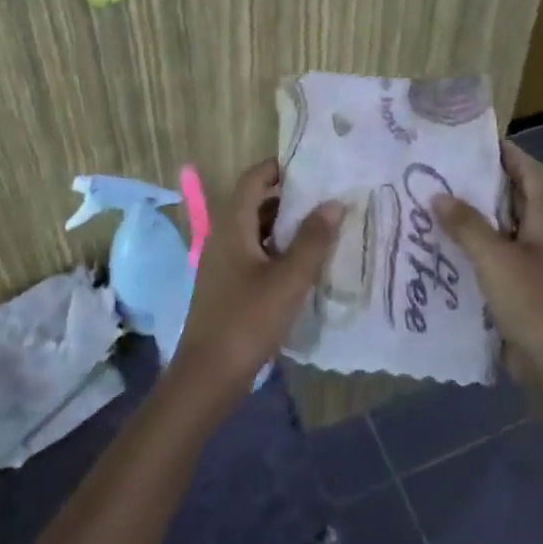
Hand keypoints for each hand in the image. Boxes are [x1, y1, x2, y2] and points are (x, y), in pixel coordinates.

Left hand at [167, 160, 343, 416]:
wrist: (208, 376)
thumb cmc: (248, 321)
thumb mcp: (289, 280)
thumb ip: (313, 240)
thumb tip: (334, 203)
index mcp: (232, 226)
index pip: (253, 179)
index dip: (280, 168)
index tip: (315, 167)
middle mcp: (223, 237)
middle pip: (255, 202)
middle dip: (289, 196)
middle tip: (328, 196)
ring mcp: (223, 263)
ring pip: (256, 229)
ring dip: (286, 225)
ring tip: (324, 226)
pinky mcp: (228, 285)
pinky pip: (255, 253)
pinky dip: (278, 249)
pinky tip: (305, 263)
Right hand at [435, 142, 542, 390]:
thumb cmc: (533, 303)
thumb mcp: (495, 258)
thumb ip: (466, 224)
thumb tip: (437, 195)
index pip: (529, 170)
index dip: (505, 152)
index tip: (469, 141)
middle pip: (514, 196)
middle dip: (481, 182)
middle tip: (440, 171)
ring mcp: (535, 262)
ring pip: (502, 227)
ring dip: (473, 216)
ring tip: (433, 203)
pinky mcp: (523, 287)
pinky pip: (496, 255)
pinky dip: (473, 246)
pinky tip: (442, 247)